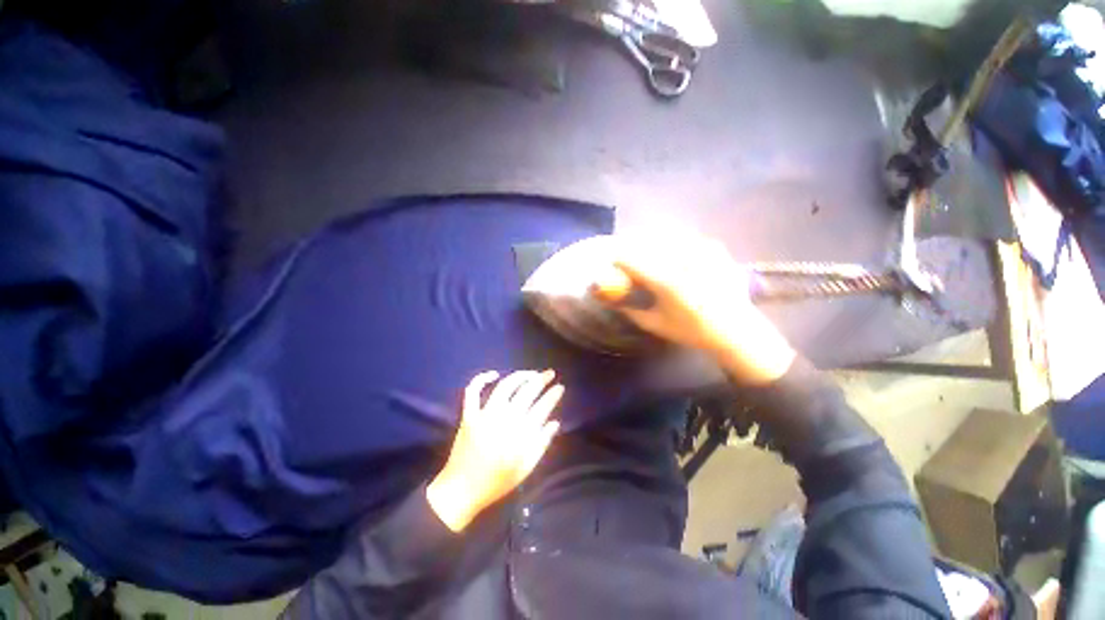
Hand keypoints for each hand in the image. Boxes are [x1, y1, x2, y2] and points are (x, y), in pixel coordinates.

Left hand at [427, 370, 562, 531]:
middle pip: (526, 392)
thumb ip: (542, 444)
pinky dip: (482, 379)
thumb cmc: (497, 482)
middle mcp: (504, 419)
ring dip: (519, 376)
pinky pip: (473, 392)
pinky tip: (494, 374)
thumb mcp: (526, 469)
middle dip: (541, 379)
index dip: (553, 395)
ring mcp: (484, 415)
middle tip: (550, 373)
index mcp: (520, 434)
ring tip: (531, 373)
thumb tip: (555, 422)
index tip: (560, 387)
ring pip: (505, 386)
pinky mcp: (469, 415)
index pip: (542, 407)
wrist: (461, 491)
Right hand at [593, 234, 795, 384]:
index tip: (610, 261)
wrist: (735, 330)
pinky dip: (675, 241)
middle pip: (647, 242)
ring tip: (646, 249)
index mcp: (667, 282)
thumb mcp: (655, 325)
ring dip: (652, 240)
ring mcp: (702, 251)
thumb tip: (612, 299)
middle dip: (632, 247)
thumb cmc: (692, 331)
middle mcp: (683, 261)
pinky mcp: (715, 249)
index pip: (631, 260)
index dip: (617, 258)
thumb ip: (630, 310)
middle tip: (626, 253)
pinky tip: (673, 251)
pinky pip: (687, 238)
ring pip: (667, 235)